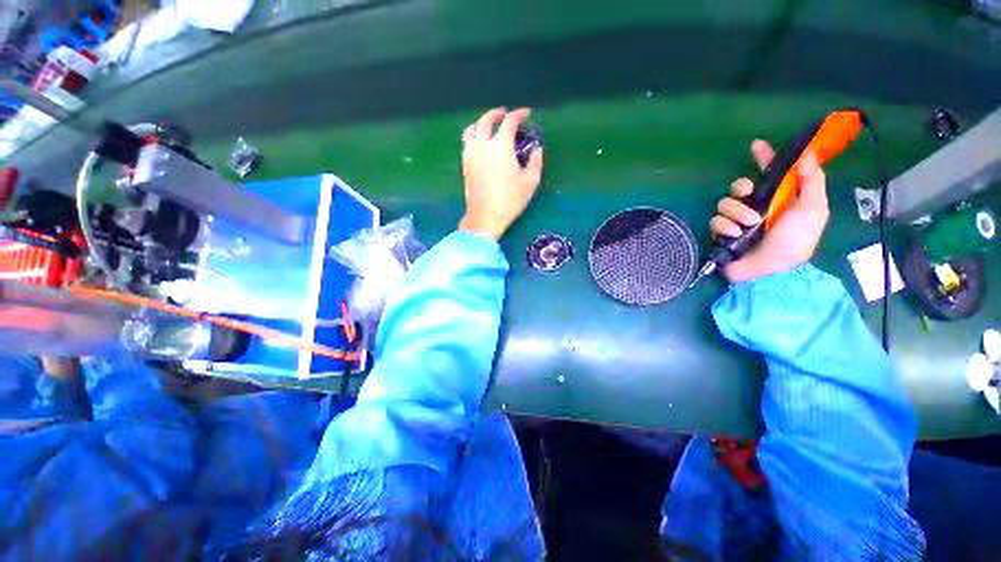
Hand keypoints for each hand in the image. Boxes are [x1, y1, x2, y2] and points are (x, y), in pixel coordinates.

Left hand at [459, 107, 543, 240]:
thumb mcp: (530, 182)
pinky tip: (480, 142)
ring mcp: (470, 154)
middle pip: (486, 120)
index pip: (510, 122)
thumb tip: (537, 149)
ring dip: (481, 122)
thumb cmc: (510, 200)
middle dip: (497, 113)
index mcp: (501, 146)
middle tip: (505, 113)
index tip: (526, 113)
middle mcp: (483, 144)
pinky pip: (467, 142)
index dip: (519, 114)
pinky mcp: (464, 164)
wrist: (485, 217)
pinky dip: (473, 135)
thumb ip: (535, 162)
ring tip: (488, 125)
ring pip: (472, 129)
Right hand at [709, 140, 829, 282]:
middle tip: (749, 194)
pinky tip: (734, 234)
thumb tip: (807, 154)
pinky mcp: (721, 233)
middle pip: (738, 185)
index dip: (765, 158)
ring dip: (736, 211)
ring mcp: (736, 221)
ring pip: (724, 203)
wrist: (771, 271)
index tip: (757, 145)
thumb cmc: (795, 241)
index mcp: (778, 198)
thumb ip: (812, 182)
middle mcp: (755, 206)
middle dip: (741, 186)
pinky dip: (725, 226)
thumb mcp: (813, 210)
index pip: (770, 173)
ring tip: (749, 224)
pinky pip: (715, 221)